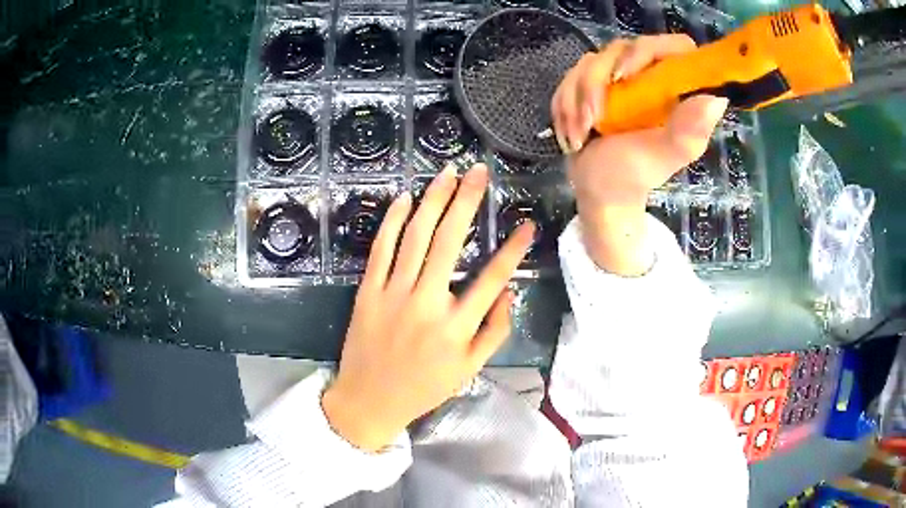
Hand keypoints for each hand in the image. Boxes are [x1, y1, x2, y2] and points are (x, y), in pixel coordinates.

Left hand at [322, 164, 534, 452]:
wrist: (369, 400)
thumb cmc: (424, 387)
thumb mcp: (469, 369)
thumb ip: (495, 331)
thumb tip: (508, 291)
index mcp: (456, 327)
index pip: (493, 278)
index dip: (513, 249)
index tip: (527, 224)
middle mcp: (426, 303)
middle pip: (450, 240)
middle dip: (467, 200)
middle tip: (478, 172)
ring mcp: (393, 294)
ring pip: (415, 236)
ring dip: (433, 200)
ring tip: (448, 173)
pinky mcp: (367, 291)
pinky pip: (380, 249)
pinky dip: (392, 220)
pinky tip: (405, 198)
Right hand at [550, 35, 727, 273]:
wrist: (601, 190)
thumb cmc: (635, 175)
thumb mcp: (664, 156)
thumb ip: (689, 131)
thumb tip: (716, 99)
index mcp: (674, 89)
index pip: (673, 47)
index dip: (648, 51)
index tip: (625, 76)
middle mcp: (649, 76)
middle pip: (620, 48)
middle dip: (596, 83)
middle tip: (593, 118)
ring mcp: (618, 77)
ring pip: (590, 62)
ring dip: (576, 100)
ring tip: (580, 135)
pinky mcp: (593, 84)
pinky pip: (570, 77)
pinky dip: (564, 106)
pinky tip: (572, 133)